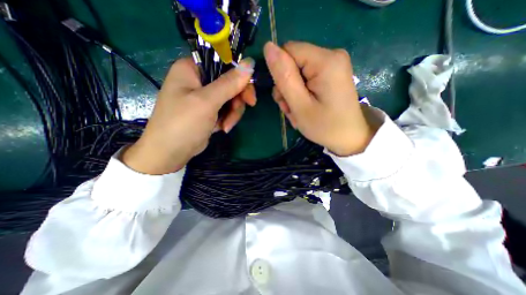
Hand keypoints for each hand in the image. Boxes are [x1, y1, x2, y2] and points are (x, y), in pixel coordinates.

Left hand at [123, 56, 254, 173]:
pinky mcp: (209, 111)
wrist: (171, 153)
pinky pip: (227, 109)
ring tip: (226, 126)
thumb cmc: (183, 123)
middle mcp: (199, 80)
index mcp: (192, 69)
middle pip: (230, 82)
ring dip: (233, 112)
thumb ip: (229, 83)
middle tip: (248, 107)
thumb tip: (250, 63)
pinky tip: (223, 128)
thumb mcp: (207, 102)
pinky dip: (228, 118)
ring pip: (231, 98)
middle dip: (238, 99)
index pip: (223, 63)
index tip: (249, 92)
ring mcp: (204, 97)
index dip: (239, 76)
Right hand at [263, 42, 377, 156]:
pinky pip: (306, 78)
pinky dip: (301, 93)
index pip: (288, 51)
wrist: (350, 137)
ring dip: (292, 93)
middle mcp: (331, 56)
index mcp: (326, 61)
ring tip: (297, 112)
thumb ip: (284, 77)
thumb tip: (268, 47)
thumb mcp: (300, 105)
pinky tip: (304, 107)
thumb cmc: (325, 126)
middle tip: (291, 108)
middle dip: (286, 87)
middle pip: (293, 63)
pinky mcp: (331, 74)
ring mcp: (333, 65)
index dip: (280, 73)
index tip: (285, 96)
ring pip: (297, 72)